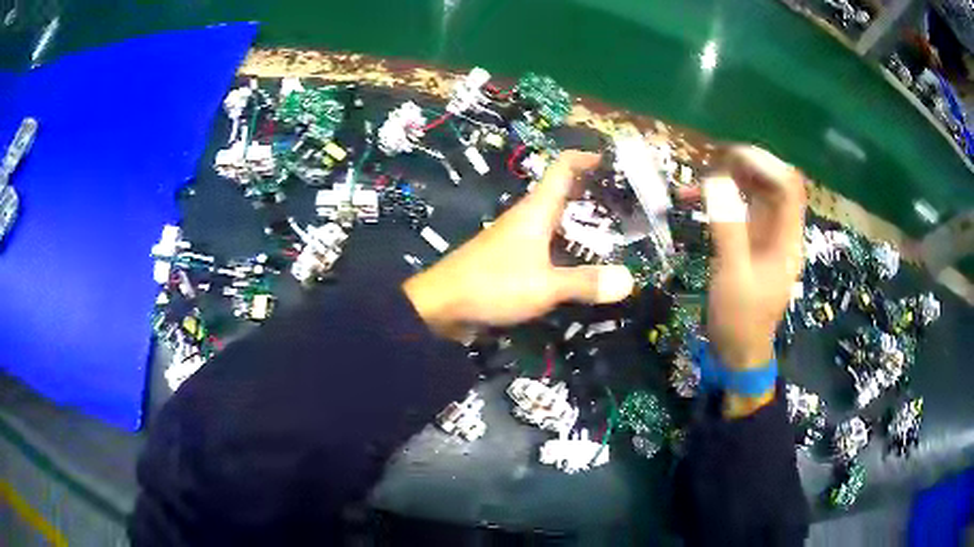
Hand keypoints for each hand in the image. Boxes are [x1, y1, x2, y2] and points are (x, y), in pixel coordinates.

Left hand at [403, 151, 634, 339]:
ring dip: (581, 221)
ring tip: (614, 232)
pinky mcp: (510, 258)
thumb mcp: (544, 286)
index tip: (613, 161)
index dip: (586, 158)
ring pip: (555, 220)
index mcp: (535, 210)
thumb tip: (629, 280)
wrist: (441, 306)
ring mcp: (516, 238)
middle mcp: (526, 217)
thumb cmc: (492, 285)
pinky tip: (581, 262)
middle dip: (592, 192)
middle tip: (626, 203)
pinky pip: (546, 244)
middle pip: (562, 192)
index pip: (562, 167)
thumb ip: (585, 283)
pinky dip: (567, 246)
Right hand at [700, 146, 805, 415]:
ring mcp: (767, 236)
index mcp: (787, 240)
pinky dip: (720, 199)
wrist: (738, 352)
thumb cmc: (740, 320)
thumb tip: (715, 183)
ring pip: (756, 193)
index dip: (765, 165)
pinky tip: (695, 199)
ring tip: (700, 176)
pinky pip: (739, 209)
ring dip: (731, 179)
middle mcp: (781, 232)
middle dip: (746, 166)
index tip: (731, 156)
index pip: (788, 187)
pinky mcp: (751, 242)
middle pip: (774, 183)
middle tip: (712, 160)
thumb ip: (728, 229)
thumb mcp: (733, 277)